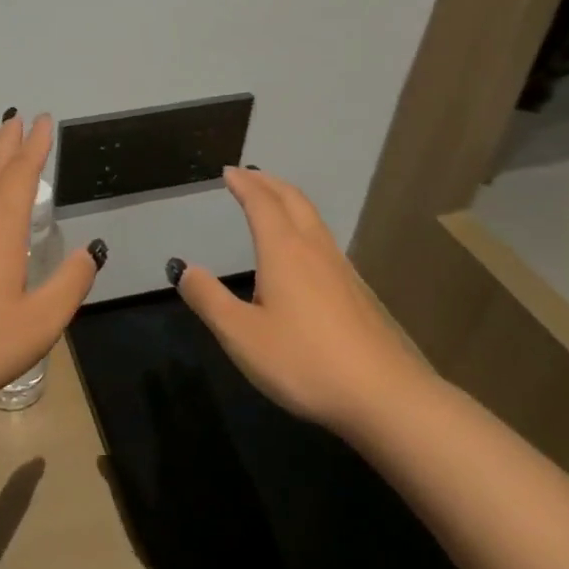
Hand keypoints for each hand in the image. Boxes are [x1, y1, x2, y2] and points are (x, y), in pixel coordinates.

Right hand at [173, 166, 431, 431]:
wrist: (384, 396)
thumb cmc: (304, 361)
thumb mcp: (242, 335)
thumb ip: (209, 300)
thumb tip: (184, 269)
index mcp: (283, 251)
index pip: (261, 203)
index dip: (244, 184)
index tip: (229, 172)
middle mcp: (313, 249)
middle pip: (292, 200)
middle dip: (268, 182)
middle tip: (249, 175)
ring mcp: (340, 268)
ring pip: (312, 218)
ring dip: (289, 200)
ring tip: (273, 201)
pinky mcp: (356, 291)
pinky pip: (323, 238)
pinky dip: (304, 224)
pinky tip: (302, 249)